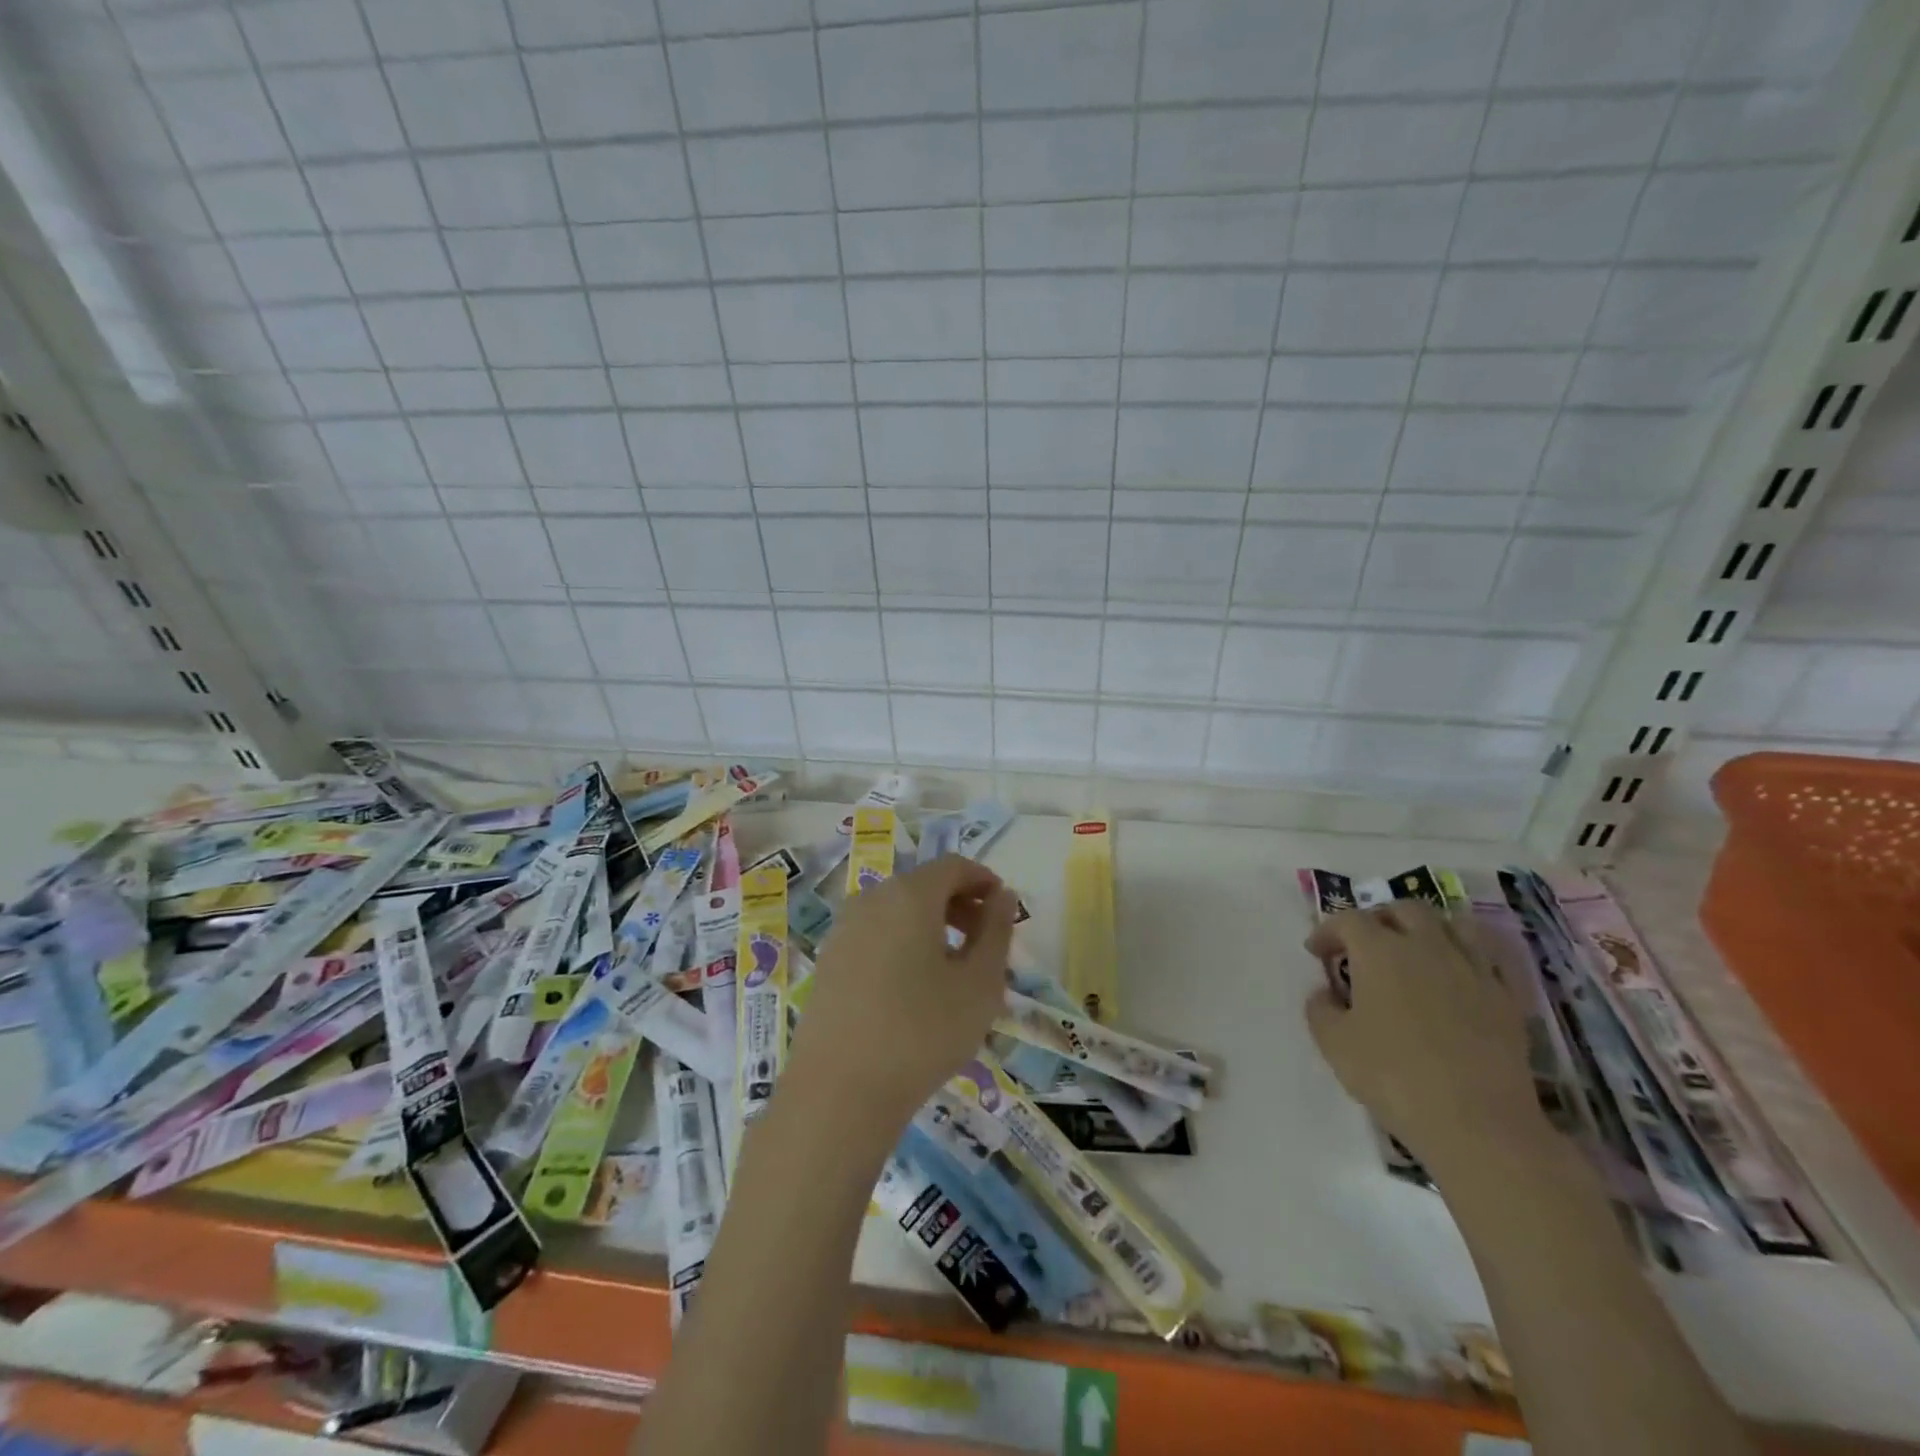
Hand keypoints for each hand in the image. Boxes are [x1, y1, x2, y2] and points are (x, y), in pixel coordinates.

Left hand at [789, 855, 1017, 1119]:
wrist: (838, 1092)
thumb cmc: (922, 1032)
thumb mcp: (979, 984)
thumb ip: (996, 932)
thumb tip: (1002, 897)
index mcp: (909, 895)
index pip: (953, 866)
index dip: (983, 880)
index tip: (1004, 909)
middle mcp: (871, 900)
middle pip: (923, 885)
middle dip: (959, 904)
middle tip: (985, 942)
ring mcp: (843, 930)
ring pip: (897, 910)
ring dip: (931, 926)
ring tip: (953, 970)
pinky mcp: (828, 961)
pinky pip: (875, 935)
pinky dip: (902, 944)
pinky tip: (913, 989)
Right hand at [1305, 900, 1542, 1169]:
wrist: (1478, 1122)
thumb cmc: (1394, 1076)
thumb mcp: (1334, 1044)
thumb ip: (1321, 1009)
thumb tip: (1326, 993)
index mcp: (1379, 951)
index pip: (1349, 920)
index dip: (1328, 931)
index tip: (1316, 952)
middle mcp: (1427, 946)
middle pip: (1404, 910)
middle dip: (1379, 919)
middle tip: (1365, 944)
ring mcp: (1472, 969)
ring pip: (1453, 924)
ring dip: (1428, 929)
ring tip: (1416, 950)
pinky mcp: (1506, 997)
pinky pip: (1487, 959)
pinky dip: (1466, 958)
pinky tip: (1457, 978)